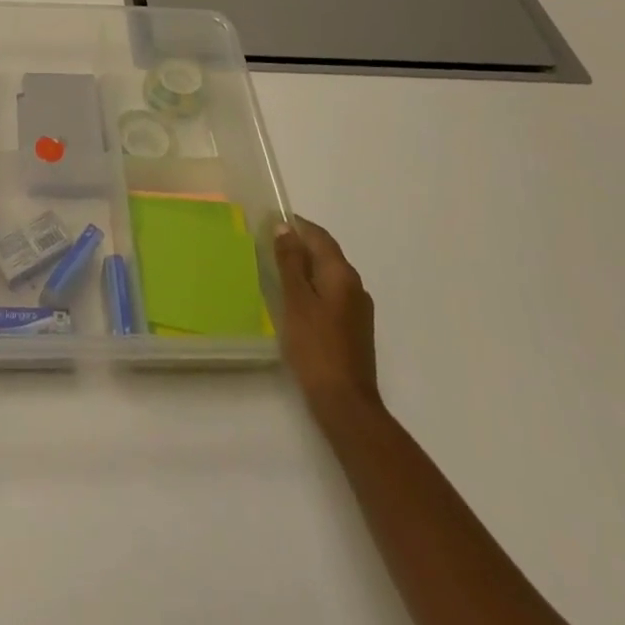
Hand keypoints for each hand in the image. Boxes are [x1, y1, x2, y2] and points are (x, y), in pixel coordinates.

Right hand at [274, 214, 379, 414]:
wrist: (345, 402)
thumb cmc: (316, 346)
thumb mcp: (296, 299)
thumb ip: (290, 261)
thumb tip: (284, 227)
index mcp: (342, 274)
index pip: (319, 236)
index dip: (296, 225)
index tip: (269, 222)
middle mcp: (355, 285)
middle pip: (326, 254)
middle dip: (299, 246)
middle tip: (267, 246)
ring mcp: (357, 309)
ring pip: (328, 275)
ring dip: (305, 268)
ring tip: (276, 271)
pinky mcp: (354, 328)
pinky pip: (331, 294)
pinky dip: (312, 288)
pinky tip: (294, 301)